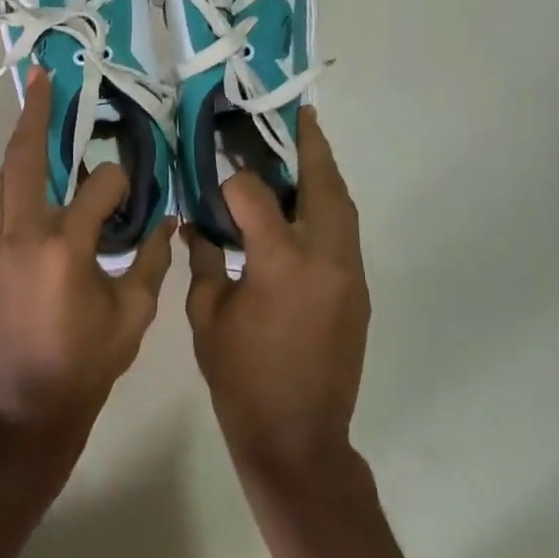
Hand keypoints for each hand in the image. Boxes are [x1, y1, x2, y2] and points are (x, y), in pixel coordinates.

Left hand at [0, 67, 174, 449]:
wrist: (20, 415)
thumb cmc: (82, 368)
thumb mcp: (132, 317)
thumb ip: (150, 260)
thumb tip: (166, 219)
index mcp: (65, 247)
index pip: (99, 188)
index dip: (123, 183)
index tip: (138, 191)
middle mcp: (25, 233)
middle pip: (26, 158)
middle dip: (36, 115)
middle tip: (44, 78)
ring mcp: (0, 243)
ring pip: (7, 175)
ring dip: (22, 138)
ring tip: (35, 106)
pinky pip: (4, 200)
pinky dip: (19, 173)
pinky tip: (36, 166)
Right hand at [186, 108, 368, 479]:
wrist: (299, 440)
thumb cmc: (242, 380)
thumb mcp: (207, 317)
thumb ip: (205, 260)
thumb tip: (199, 223)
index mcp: (280, 263)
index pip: (255, 195)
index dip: (233, 183)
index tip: (217, 179)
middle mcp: (324, 258)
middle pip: (322, 185)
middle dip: (310, 147)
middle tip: (299, 117)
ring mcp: (348, 273)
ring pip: (343, 206)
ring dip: (325, 174)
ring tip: (308, 147)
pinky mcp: (358, 290)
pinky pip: (346, 232)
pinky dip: (329, 207)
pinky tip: (308, 203)